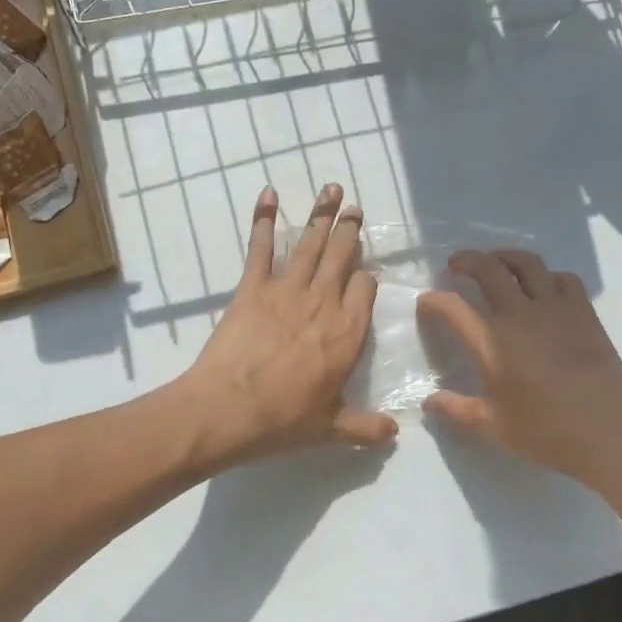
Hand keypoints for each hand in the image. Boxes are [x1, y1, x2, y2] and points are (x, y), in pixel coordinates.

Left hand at [182, 184, 396, 464]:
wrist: (226, 409)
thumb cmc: (282, 421)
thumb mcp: (330, 430)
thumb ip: (364, 427)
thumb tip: (395, 432)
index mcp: (347, 333)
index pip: (365, 289)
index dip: (366, 278)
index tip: (364, 274)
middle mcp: (323, 303)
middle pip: (342, 256)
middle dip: (350, 229)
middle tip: (355, 206)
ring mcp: (286, 290)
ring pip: (311, 244)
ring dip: (322, 214)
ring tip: (331, 189)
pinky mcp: (252, 287)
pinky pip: (261, 247)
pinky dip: (264, 219)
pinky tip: (269, 194)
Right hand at [418, 250, 621, 486]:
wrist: (611, 432)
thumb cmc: (547, 432)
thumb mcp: (493, 428)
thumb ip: (456, 410)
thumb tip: (428, 401)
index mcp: (492, 341)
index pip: (452, 307)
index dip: (433, 301)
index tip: (426, 304)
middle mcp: (520, 314)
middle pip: (488, 269)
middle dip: (466, 260)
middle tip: (455, 265)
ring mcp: (555, 308)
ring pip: (526, 263)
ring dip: (505, 256)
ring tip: (495, 262)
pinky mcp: (583, 312)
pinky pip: (563, 278)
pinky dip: (547, 275)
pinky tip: (543, 288)